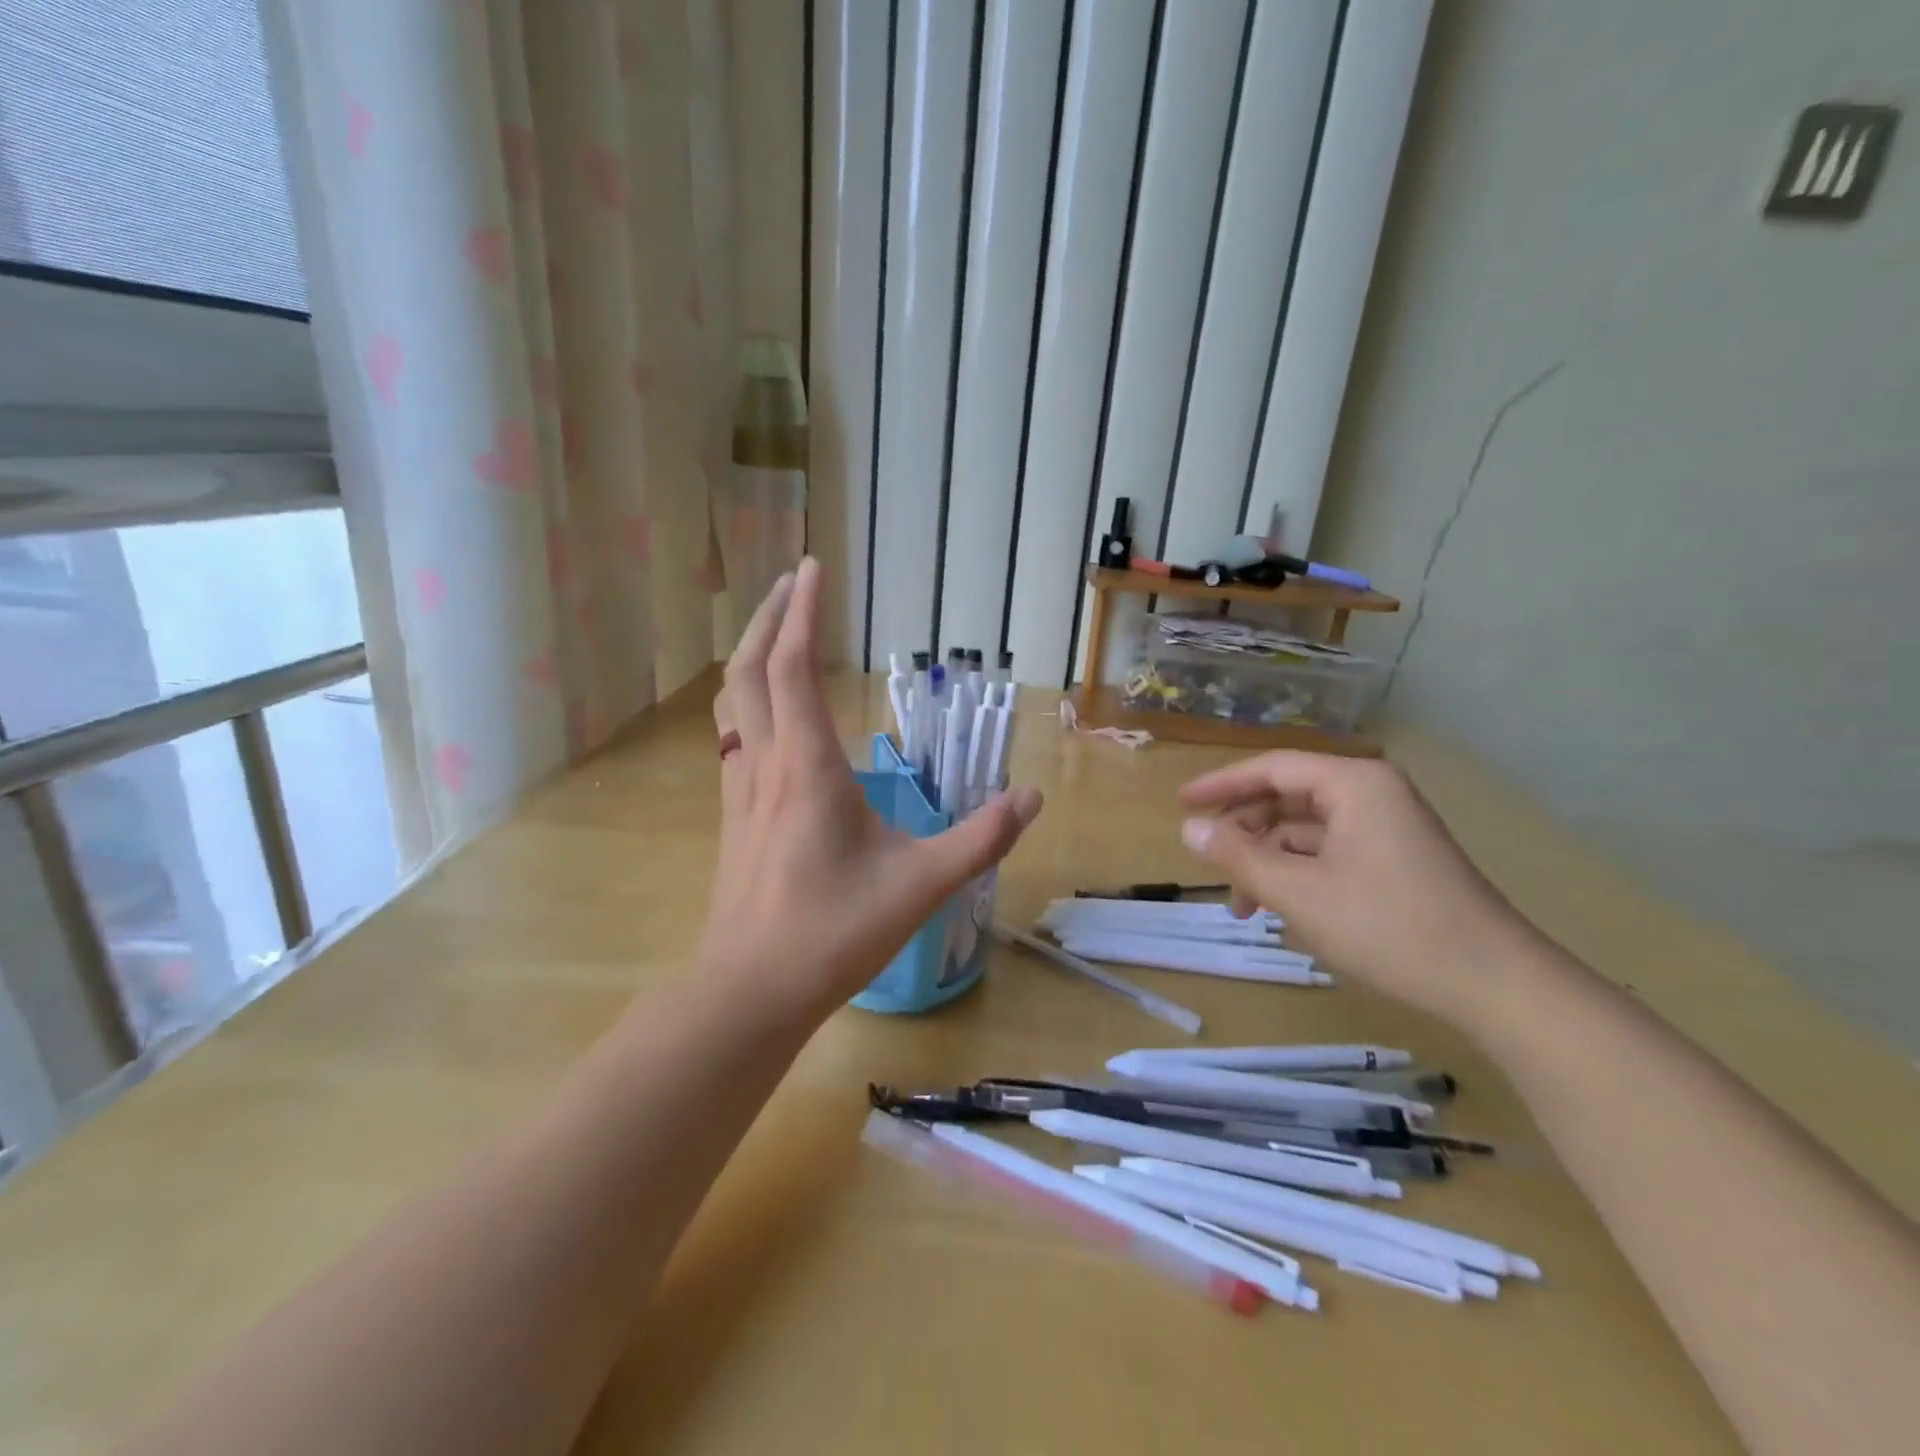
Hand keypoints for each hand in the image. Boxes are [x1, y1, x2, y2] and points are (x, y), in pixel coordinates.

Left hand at [700, 558, 1042, 1022]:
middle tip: (792, 584)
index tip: (813, 568)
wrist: (750, 992)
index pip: (792, 667)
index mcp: (807, 767)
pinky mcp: (734, 819)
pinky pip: (734, 740)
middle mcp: (765, 766)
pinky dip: (747, 703)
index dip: (801, 613)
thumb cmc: (833, 933)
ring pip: (731, 704)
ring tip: (775, 634)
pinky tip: (768, 717)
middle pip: (747, 671)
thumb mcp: (922, 885)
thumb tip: (1031, 798)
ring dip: (749, 657)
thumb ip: (982, 839)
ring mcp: (740, 793)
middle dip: (767, 618)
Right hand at [1177, 752, 1533, 1025]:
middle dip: (1245, 832)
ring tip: (1244, 906)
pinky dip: (1299, 873)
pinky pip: (1331, 852)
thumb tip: (1188, 828)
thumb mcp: (1297, 893)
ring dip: (1269, 860)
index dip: (1220, 785)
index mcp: (1352, 784)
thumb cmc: (1388, 927)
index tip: (1181, 804)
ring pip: (1307, 830)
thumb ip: (1237, 856)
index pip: (1271, 768)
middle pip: (1288, 797)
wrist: (1495, 985)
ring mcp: (1388, 827)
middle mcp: (1371, 794)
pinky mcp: (1397, 860)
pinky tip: (1282, 910)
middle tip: (1210, 863)